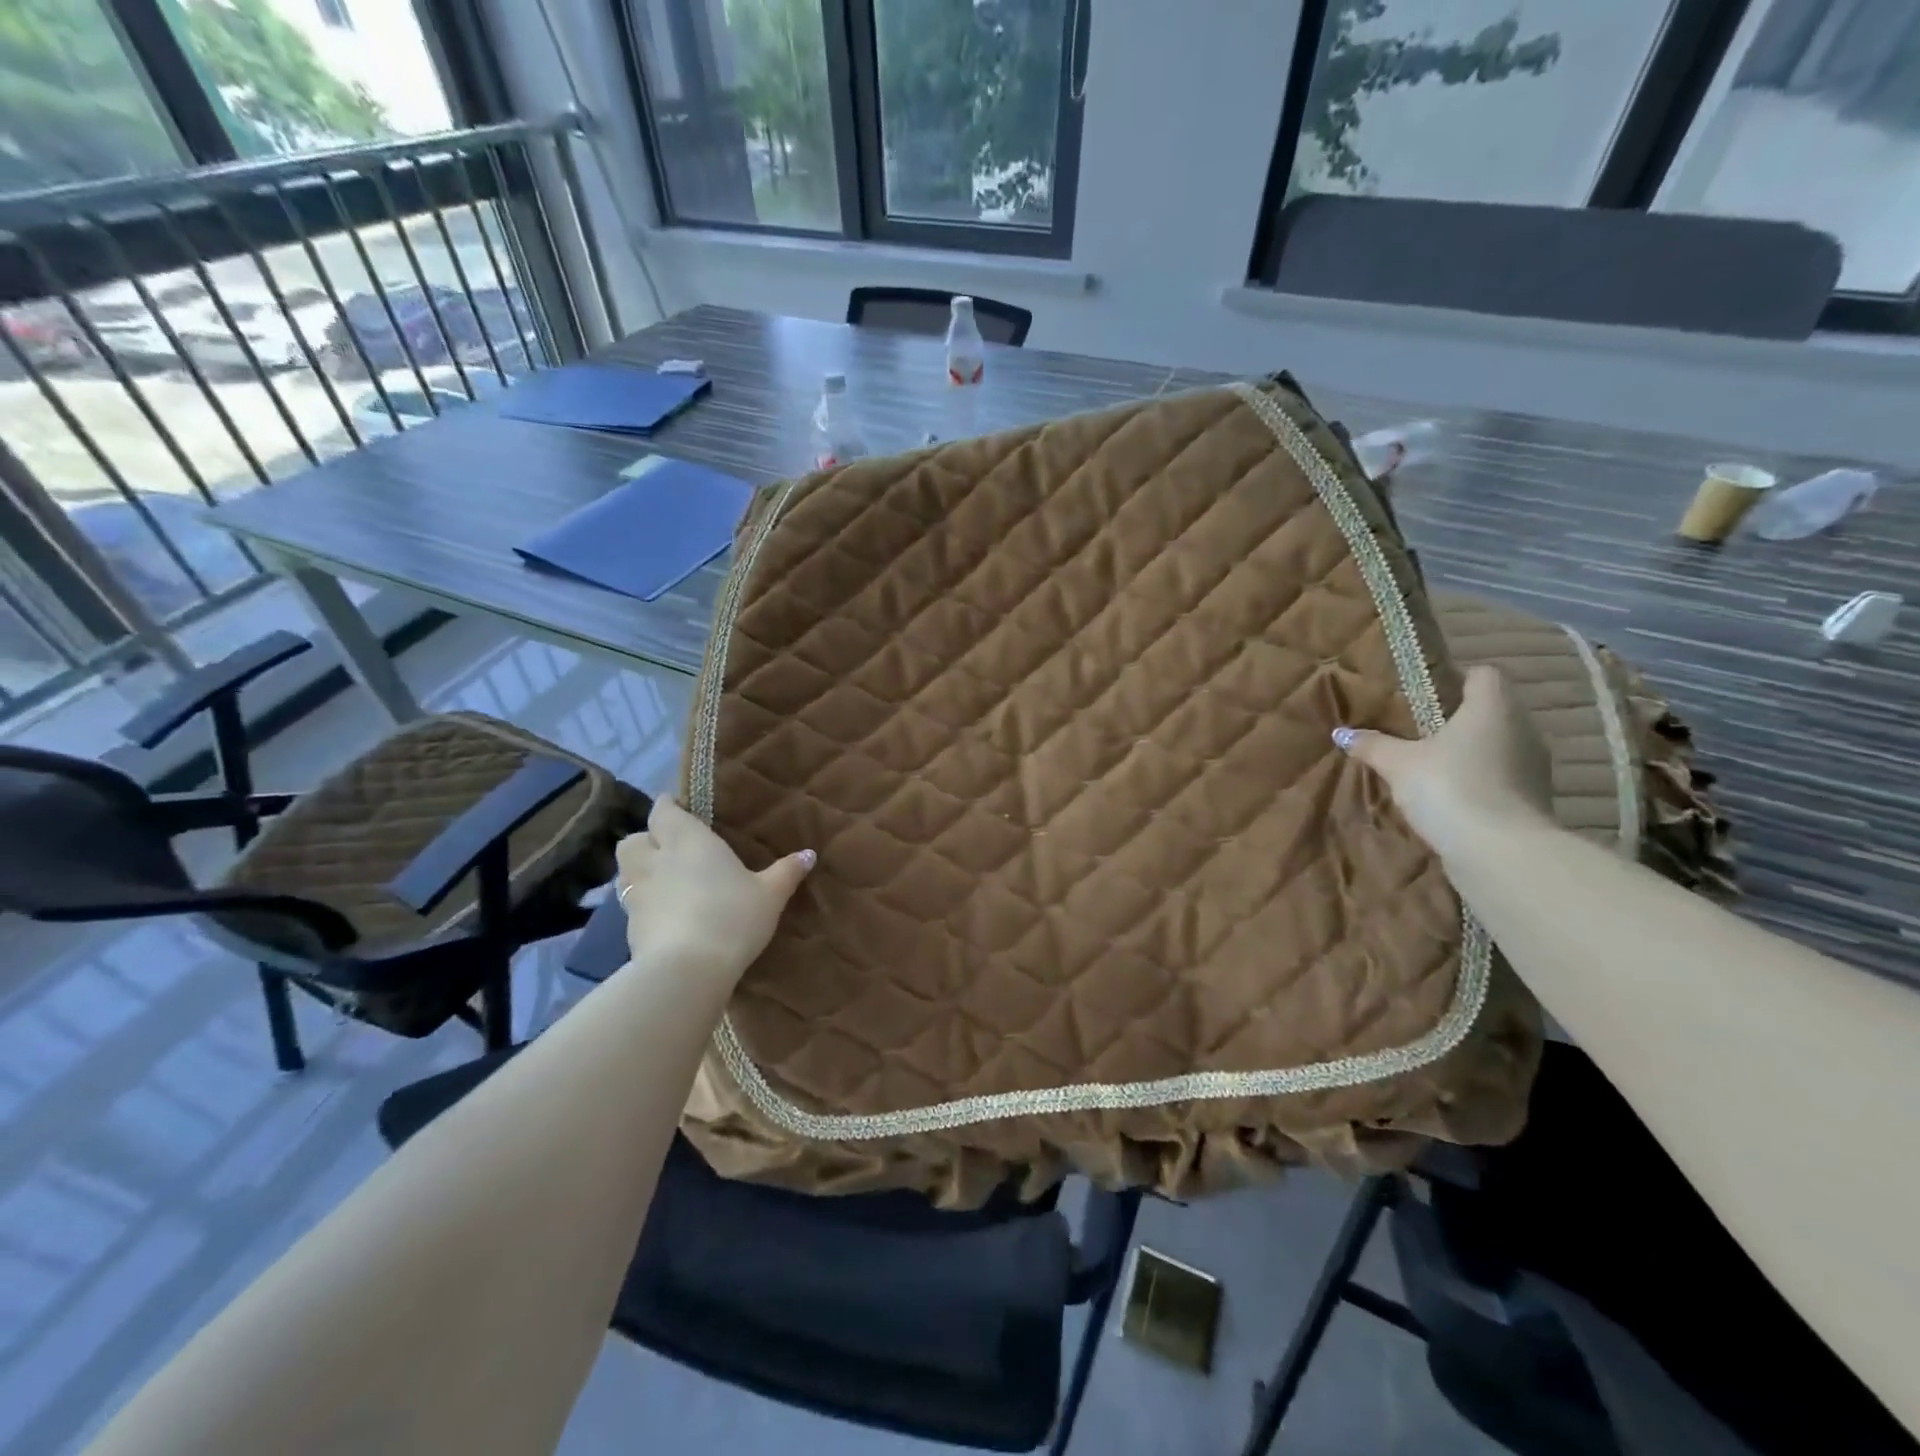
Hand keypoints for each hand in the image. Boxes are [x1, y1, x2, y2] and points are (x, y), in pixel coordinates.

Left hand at [615, 797, 813, 982]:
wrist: (687, 970)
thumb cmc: (732, 917)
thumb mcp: (770, 894)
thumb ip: (787, 871)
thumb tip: (809, 854)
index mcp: (687, 839)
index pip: (664, 810)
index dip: (669, 807)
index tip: (682, 811)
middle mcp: (655, 859)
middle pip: (633, 839)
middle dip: (646, 840)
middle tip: (668, 850)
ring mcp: (636, 893)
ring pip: (624, 871)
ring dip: (637, 871)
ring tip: (661, 882)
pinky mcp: (628, 926)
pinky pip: (629, 905)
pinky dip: (641, 905)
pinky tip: (662, 917)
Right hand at [1335, 665, 1555, 859]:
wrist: (1500, 852)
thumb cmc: (1449, 788)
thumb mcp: (1398, 764)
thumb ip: (1372, 745)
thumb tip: (1341, 732)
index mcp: (1493, 707)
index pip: (1484, 674)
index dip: (1456, 679)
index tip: (1424, 695)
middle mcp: (1523, 728)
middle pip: (1490, 710)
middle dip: (1457, 718)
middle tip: (1416, 730)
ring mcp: (1534, 765)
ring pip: (1497, 744)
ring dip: (1469, 751)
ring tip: (1429, 765)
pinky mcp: (1533, 798)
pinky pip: (1501, 775)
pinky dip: (1479, 779)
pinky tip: (1449, 795)